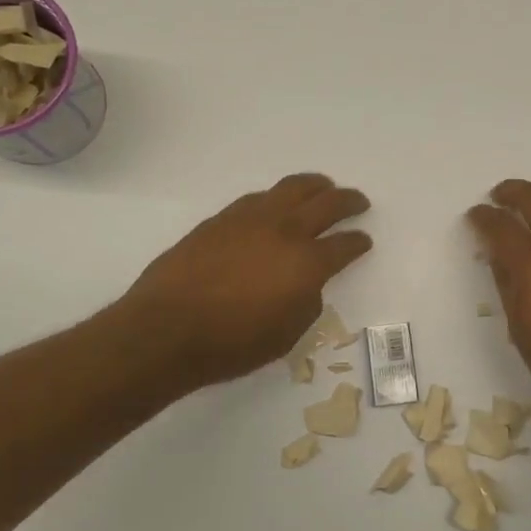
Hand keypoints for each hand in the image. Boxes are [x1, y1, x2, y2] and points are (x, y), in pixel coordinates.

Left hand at [112, 173, 371, 394]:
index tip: (364, 241)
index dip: (358, 242)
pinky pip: (259, 198)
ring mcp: (251, 219)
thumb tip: (305, 284)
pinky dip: (277, 197)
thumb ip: (305, 302)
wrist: (166, 329)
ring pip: (292, 188)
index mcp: (307, 263)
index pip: (344, 245)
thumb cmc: (232, 344)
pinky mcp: (221, 219)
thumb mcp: (286, 335)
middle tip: (359, 201)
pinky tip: (276, 204)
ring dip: (315, 186)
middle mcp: (285, 231)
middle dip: (348, 201)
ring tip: (323, 187)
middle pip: (327, 204)